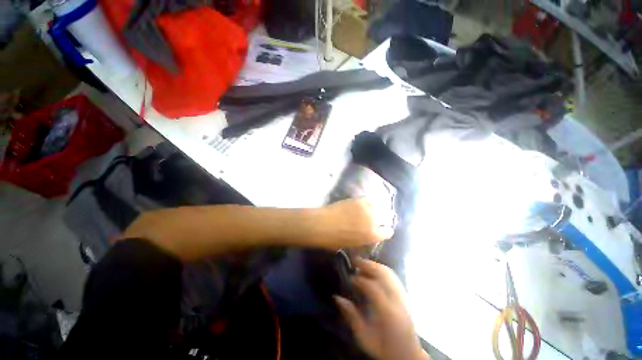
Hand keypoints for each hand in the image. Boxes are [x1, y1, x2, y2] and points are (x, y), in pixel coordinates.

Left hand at [315, 198, 393, 248]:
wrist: (322, 225)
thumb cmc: (335, 240)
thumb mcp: (353, 245)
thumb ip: (364, 239)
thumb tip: (366, 234)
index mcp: (373, 235)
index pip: (388, 232)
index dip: (384, 231)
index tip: (380, 231)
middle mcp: (374, 221)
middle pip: (384, 217)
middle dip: (380, 220)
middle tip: (373, 221)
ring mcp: (367, 208)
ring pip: (378, 207)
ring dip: (375, 210)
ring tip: (368, 211)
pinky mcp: (358, 200)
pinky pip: (368, 200)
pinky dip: (367, 203)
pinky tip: (362, 205)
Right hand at [334, 258, 428, 359]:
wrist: (408, 355)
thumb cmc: (384, 348)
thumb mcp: (364, 337)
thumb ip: (351, 316)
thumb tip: (337, 297)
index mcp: (387, 312)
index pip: (372, 287)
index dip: (359, 279)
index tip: (349, 278)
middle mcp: (397, 300)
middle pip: (383, 274)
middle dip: (367, 265)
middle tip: (354, 262)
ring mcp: (403, 296)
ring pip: (389, 272)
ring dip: (374, 265)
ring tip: (362, 264)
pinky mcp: (405, 296)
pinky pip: (393, 276)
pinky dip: (381, 269)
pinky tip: (374, 270)